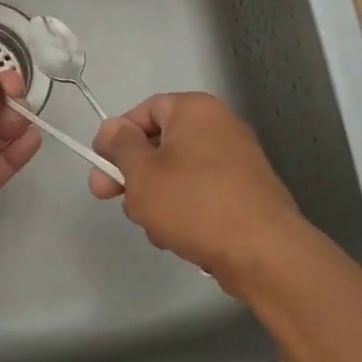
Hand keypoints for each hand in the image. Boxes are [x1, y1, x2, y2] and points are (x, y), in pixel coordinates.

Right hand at [90, 92, 306, 296]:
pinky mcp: (246, 193)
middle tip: (110, 199)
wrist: (262, 251)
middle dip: (134, 175)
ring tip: (154, 227)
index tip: (99, 166)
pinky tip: (178, 237)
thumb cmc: (193, 202)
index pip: (144, 111)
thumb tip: (113, 128)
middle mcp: (220, 126)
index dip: (116, 137)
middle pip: (160, 144)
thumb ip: (120, 145)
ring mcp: (237, 160)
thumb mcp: (141, 172)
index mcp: (195, 110)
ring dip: (156, 198)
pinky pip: (201, 193)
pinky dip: (184, 211)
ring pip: (177, 174)